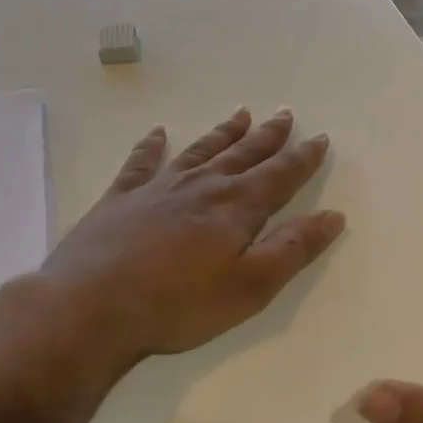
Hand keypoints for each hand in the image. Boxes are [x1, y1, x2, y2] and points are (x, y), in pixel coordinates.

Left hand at [33, 107, 343, 390]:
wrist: (89, 309)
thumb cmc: (179, 304)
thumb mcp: (251, 286)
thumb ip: (294, 249)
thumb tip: (333, 216)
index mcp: (237, 207)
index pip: (281, 175)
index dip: (304, 157)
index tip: (321, 138)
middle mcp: (203, 186)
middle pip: (243, 154)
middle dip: (268, 136)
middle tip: (285, 114)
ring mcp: (158, 189)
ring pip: (200, 151)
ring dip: (223, 133)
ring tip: (241, 114)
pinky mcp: (120, 200)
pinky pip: (140, 163)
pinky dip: (151, 146)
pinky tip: (156, 133)